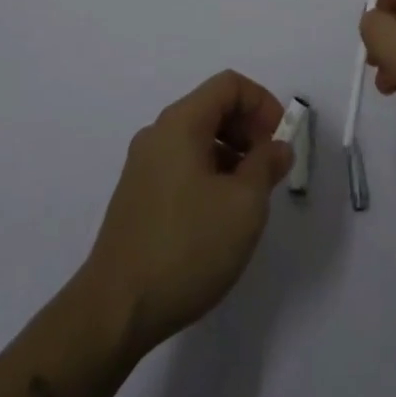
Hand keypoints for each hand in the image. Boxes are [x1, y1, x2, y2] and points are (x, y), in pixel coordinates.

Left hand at [81, 71, 293, 359]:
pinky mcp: (138, 195)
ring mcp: (143, 165)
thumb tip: (278, 147)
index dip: (263, 103)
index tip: (281, 141)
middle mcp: (158, 134)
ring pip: (198, 138)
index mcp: (180, 123)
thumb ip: (267, 165)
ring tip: (250, 197)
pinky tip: (220, 215)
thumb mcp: (244, 206)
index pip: (229, 85)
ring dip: (232, 154)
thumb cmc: (187, 248)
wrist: (115, 311)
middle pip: (212, 107)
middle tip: (270, 168)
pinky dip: (210, 172)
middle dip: (249, 129)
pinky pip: (182, 163)